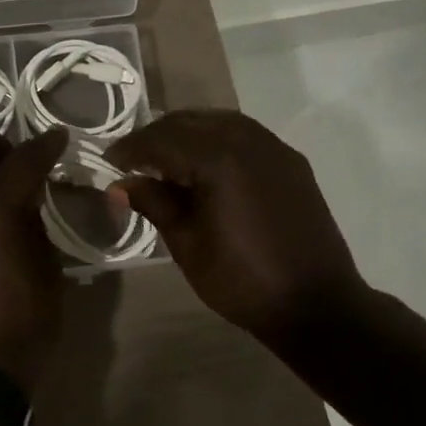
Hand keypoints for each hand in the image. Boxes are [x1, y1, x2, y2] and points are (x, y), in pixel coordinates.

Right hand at [107, 110, 369, 348]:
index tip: (109, 161)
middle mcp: (248, 142)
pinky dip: (216, 139)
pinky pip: (245, 134)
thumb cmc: (242, 281)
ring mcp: (274, 149)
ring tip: (165, 159)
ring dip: (187, 133)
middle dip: (156, 136)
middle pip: (190, 122)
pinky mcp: (291, 162)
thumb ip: (155, 204)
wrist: (316, 304)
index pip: (162, 140)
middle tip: (132, 159)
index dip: (131, 148)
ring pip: (219, 121)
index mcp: (219, 161)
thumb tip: (122, 184)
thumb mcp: (187, 246)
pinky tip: (204, 164)